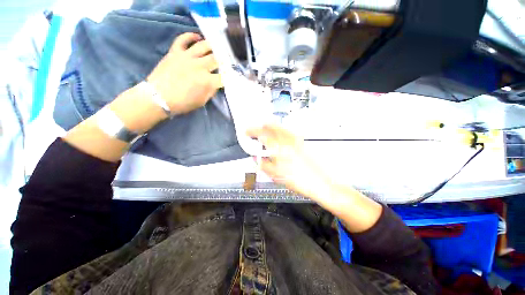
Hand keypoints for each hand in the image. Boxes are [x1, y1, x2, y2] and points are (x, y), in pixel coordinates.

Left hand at [147, 32, 222, 114]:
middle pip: (216, 59)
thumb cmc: (183, 103)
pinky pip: (183, 39)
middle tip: (226, 61)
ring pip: (203, 46)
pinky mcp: (175, 52)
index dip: (229, 77)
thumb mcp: (202, 101)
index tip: (231, 77)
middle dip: (224, 60)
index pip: (224, 77)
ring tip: (215, 48)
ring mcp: (187, 57)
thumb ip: (211, 91)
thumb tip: (215, 84)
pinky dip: (190, 36)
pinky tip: (197, 37)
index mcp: (207, 81)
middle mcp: (199, 66)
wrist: (158, 97)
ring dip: (212, 46)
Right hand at [247, 125, 382, 232]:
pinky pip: (288, 131)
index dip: (251, 131)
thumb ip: (263, 164)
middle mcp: (286, 140)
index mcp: (278, 148)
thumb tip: (256, 158)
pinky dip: (281, 130)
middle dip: (261, 126)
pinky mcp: (302, 141)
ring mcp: (295, 139)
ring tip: (266, 130)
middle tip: (256, 130)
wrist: (321, 182)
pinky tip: (280, 136)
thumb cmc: (298, 180)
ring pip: (280, 126)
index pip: (261, 134)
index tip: (247, 132)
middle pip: (271, 125)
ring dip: (271, 126)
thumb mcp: (275, 175)